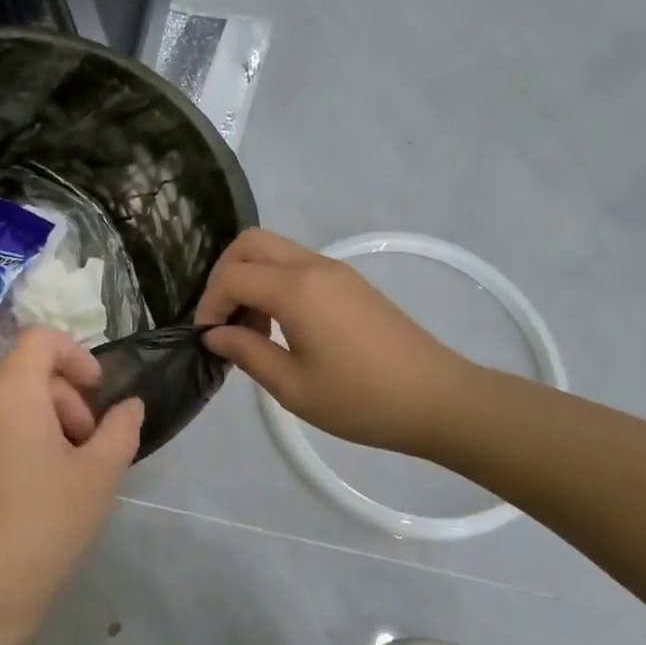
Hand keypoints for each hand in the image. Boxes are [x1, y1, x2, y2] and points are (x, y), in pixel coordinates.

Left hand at [0, 328, 143, 644]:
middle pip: (21, 376)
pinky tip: (16, 499)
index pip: (40, 339)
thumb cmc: (45, 526)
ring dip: (33, 424)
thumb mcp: (100, 476)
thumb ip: (121, 429)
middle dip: (61, 400)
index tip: (97, 393)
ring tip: (54, 475)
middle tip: (83, 447)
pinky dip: (2, 447)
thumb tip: (129, 406)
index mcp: (8, 393)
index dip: (76, 355)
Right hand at [196, 228, 469, 459]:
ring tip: (253, 331)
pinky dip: (276, 284)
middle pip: (251, 244)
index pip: (232, 276)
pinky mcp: (351, 284)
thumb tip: (214, 335)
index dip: (209, 304)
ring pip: (276, 251)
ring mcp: (336, 271)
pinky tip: (283, 329)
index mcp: (296, 289)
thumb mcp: (293, 387)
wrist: (439, 400)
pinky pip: (299, 266)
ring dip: (252, 279)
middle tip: (224, 321)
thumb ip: (247, 353)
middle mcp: (314, 266)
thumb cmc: (361, 400)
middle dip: (225, 275)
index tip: (207, 339)